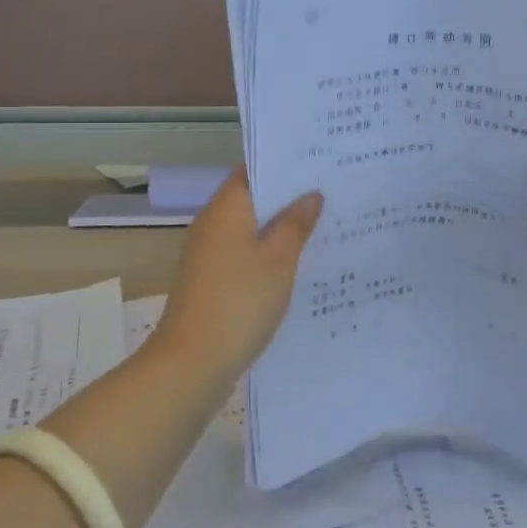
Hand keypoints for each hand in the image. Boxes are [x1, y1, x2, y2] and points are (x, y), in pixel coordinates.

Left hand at [152, 169, 322, 380]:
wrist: (192, 362)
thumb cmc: (239, 301)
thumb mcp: (279, 259)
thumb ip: (296, 223)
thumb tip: (311, 194)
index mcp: (226, 208)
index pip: (254, 170)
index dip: (285, 166)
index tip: (320, 165)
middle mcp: (213, 224)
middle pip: (253, 199)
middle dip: (289, 197)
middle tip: (333, 194)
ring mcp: (209, 254)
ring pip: (251, 229)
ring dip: (281, 228)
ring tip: (326, 226)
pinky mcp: (212, 281)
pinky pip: (246, 255)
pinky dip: (270, 254)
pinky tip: (299, 265)